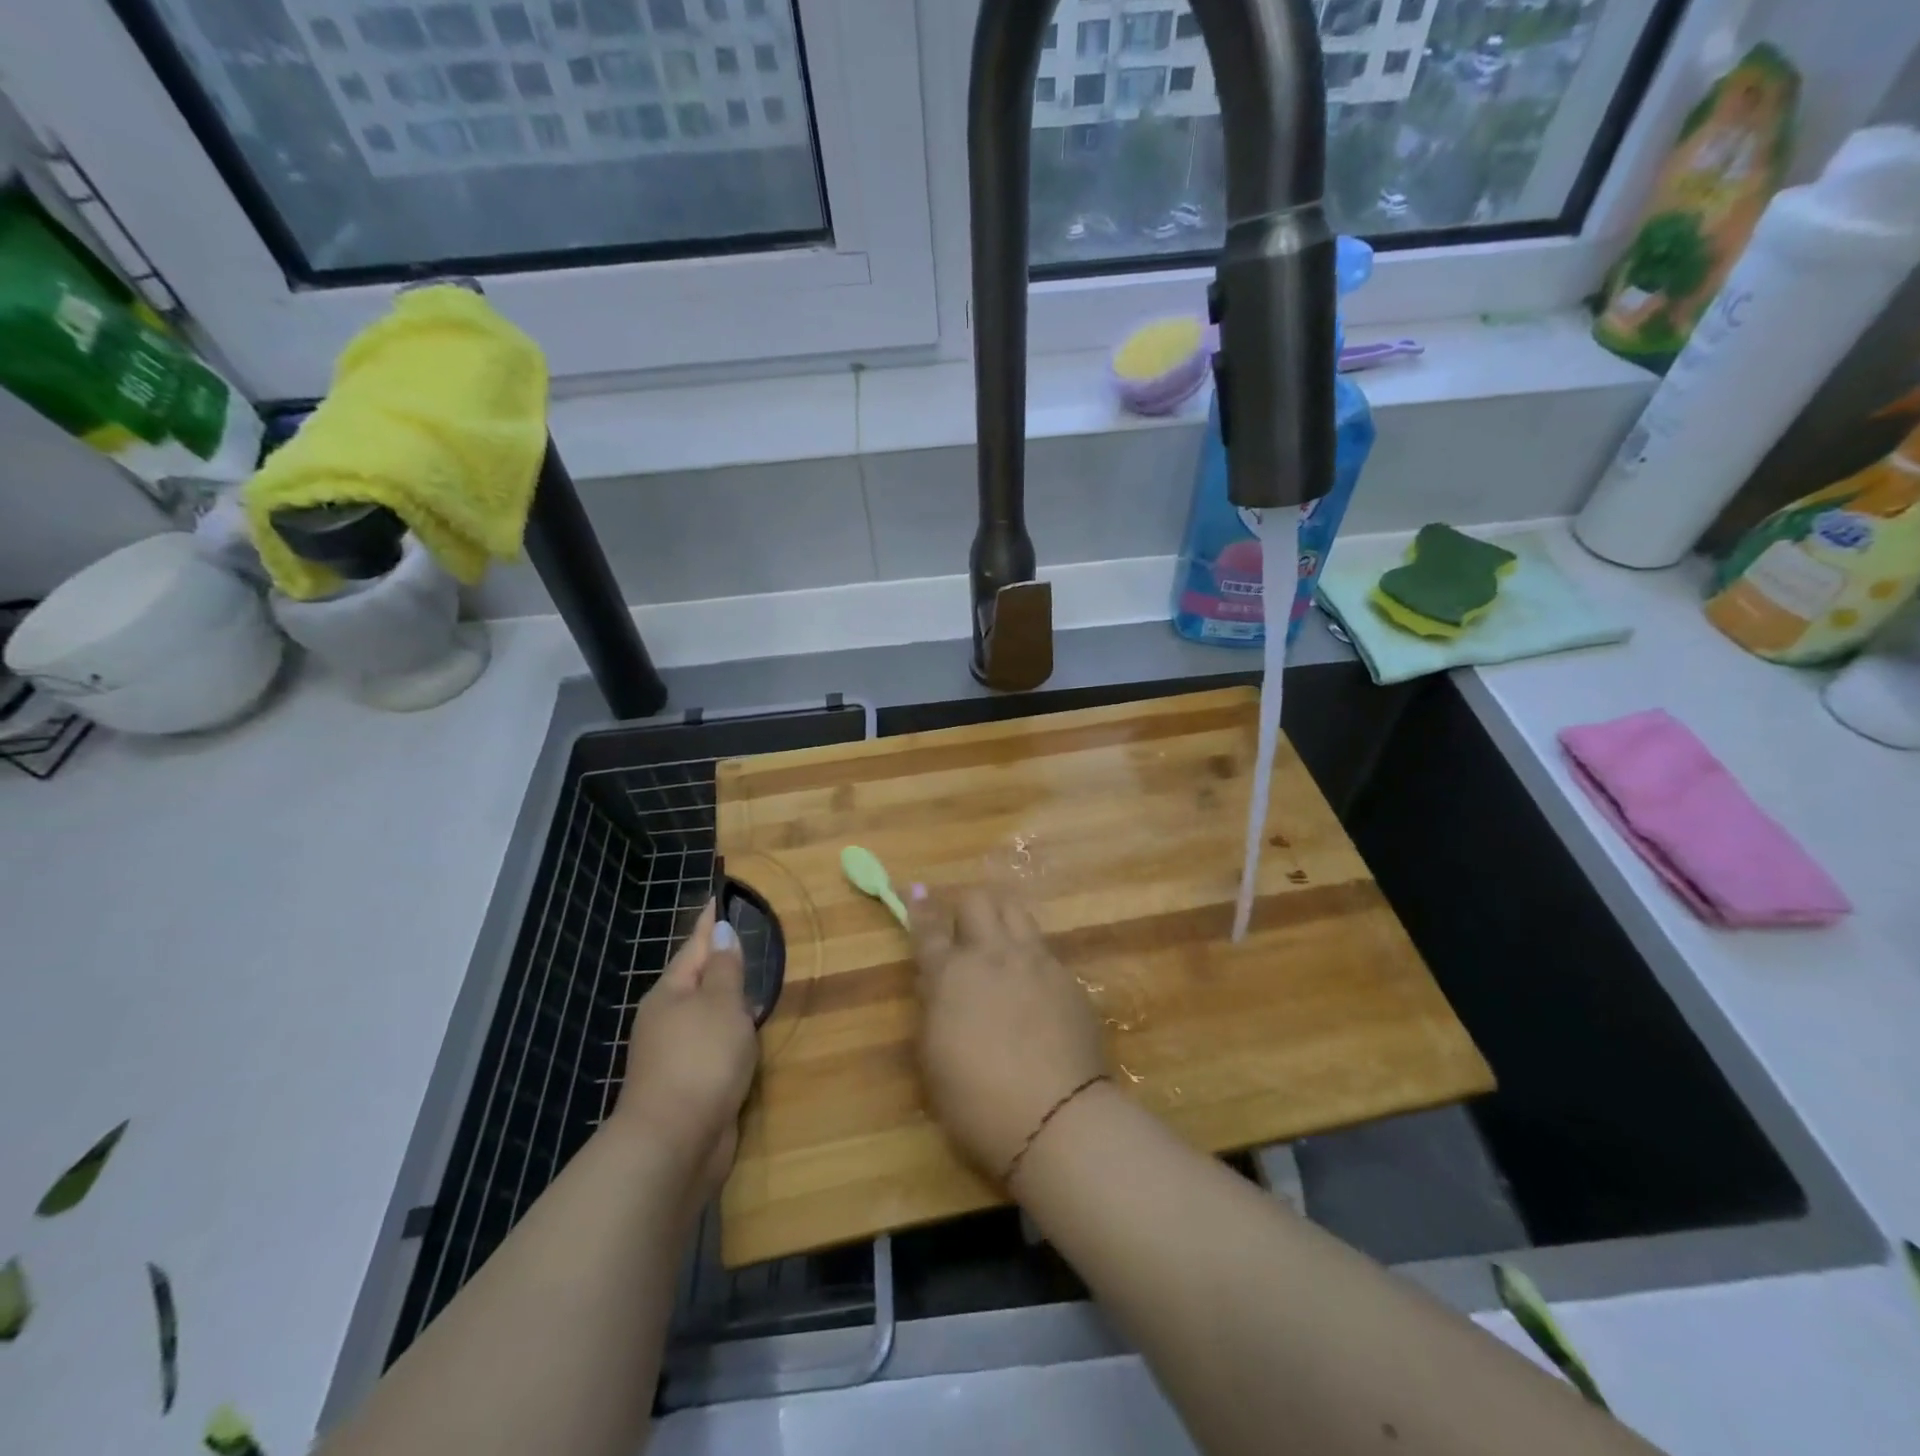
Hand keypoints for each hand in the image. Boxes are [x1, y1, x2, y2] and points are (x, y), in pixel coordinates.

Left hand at [612, 901, 758, 1204]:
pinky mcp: (691, 1085)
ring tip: (758, 986)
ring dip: (730, 1002)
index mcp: (670, 993)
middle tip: (745, 939)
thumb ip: (725, 969)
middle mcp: (668, 1020)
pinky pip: (716, 1047)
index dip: (710, 923)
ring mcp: (677, 1055)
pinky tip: (752, 1038)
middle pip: (698, 981)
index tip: (718, 898)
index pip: (694, 946)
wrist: (673, 1144)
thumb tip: (720, 933)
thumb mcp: (720, 1004)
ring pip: (708, 1016)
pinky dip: (733, 1036)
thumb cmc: (700, 1060)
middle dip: (720, 962)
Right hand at [908, 886, 1105, 1184]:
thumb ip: (933, 1010)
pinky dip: (1030, 957)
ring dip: (1001, 920)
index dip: (919, 909)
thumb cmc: (977, 1102)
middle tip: (964, 938)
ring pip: (1015, 912)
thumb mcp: (934, 1059)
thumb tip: (934, 983)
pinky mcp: (1068, 978)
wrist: (1057, 1118)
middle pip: (977, 901)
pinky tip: (1033, 989)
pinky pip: (1044, 949)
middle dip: (965, 912)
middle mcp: (994, 955)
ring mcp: (1036, 962)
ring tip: (1000, 948)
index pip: (929, 929)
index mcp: (951, 975)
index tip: (916, 891)